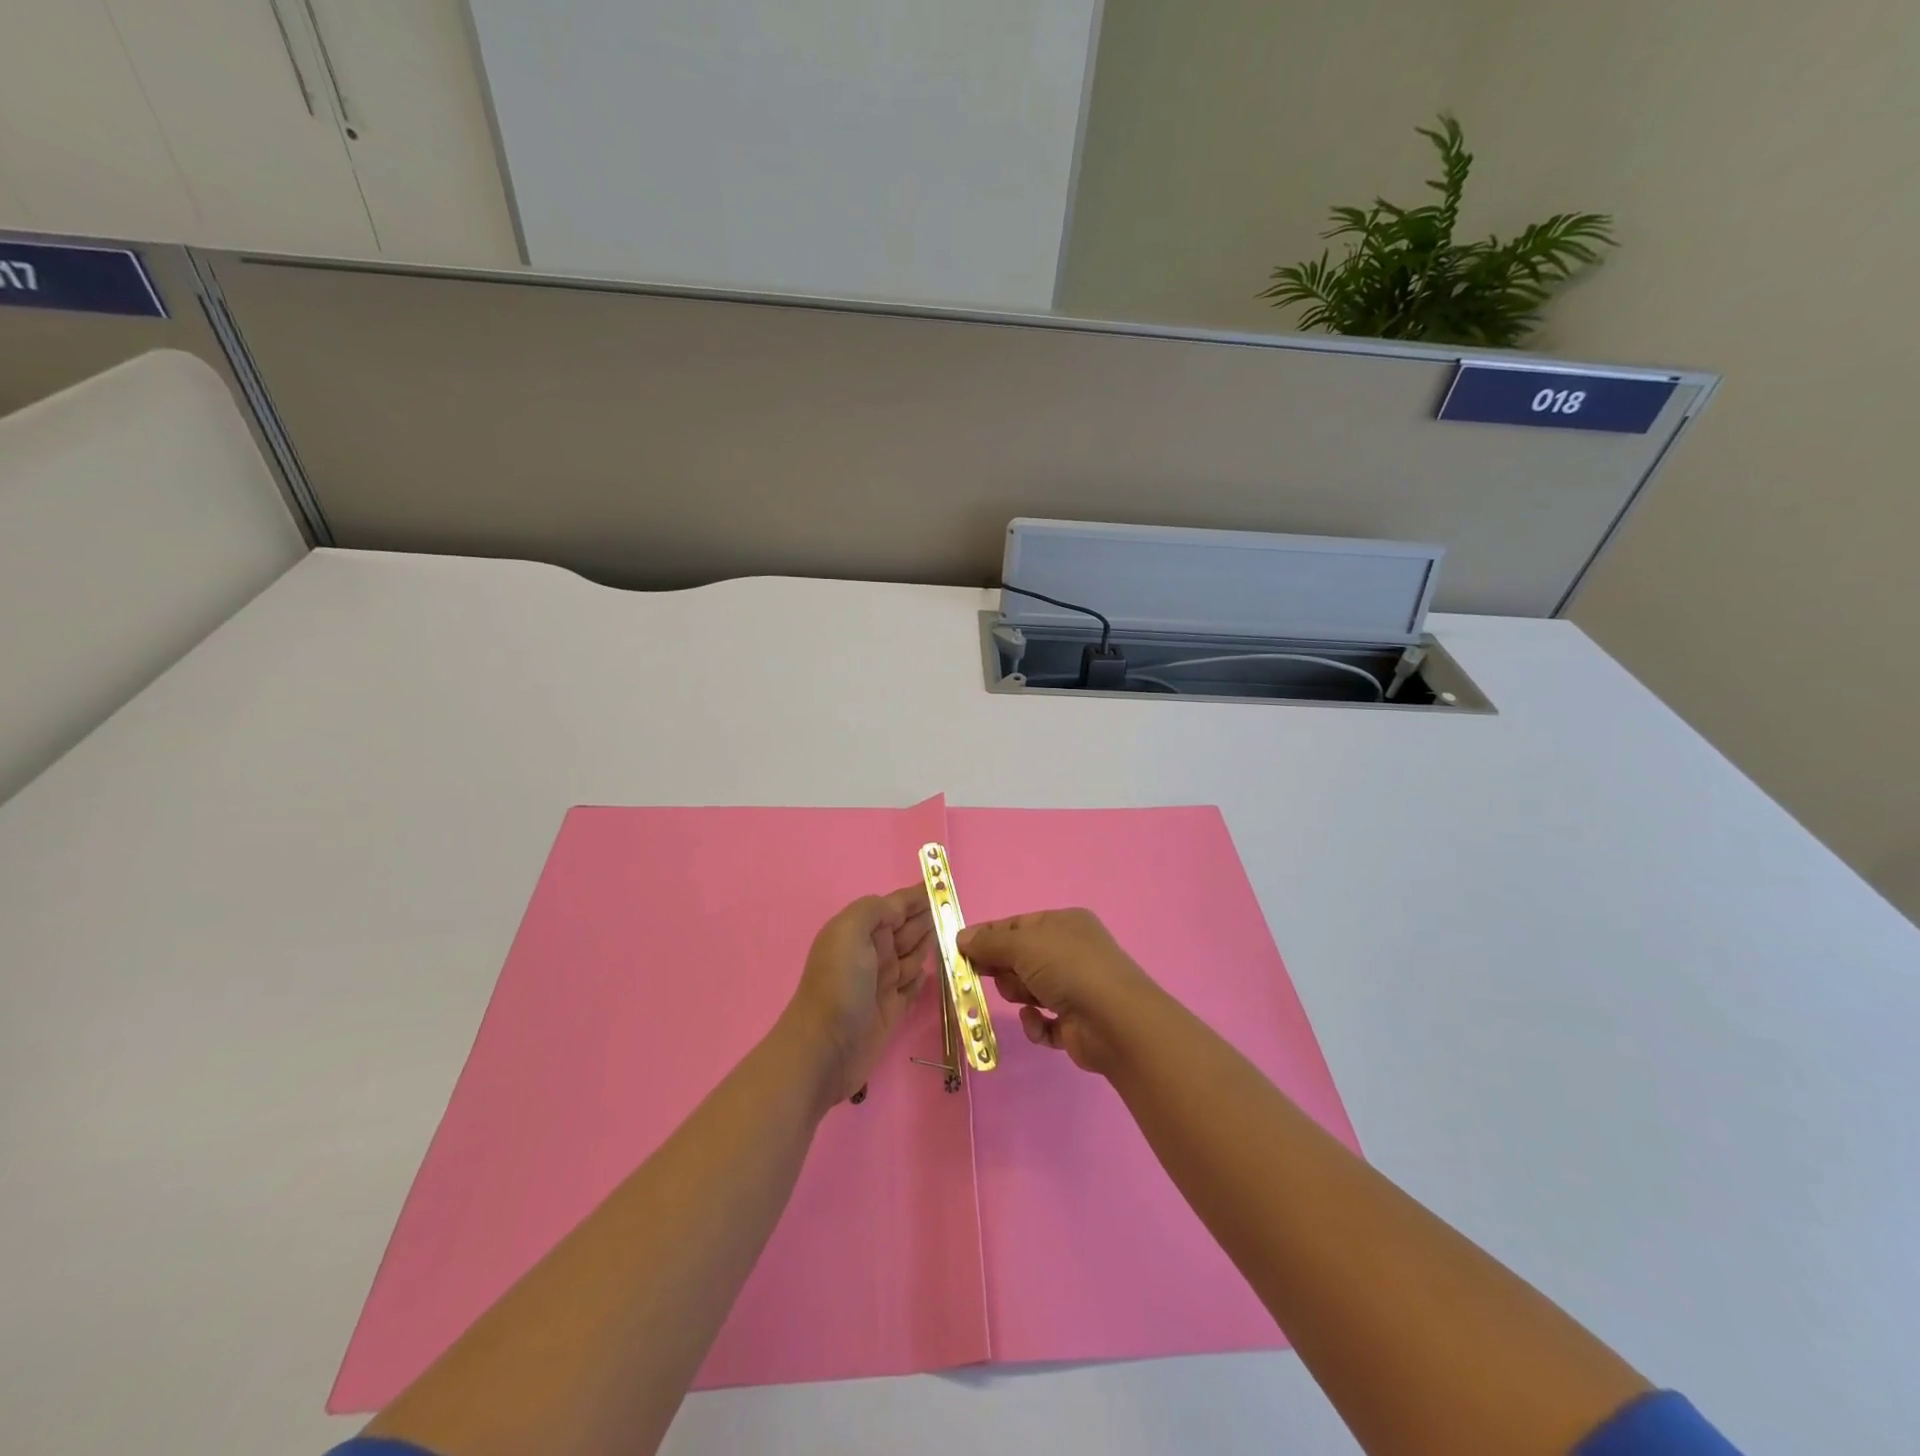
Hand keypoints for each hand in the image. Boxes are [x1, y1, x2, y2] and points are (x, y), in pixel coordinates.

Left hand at [783, 886, 934, 1107]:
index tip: (943, 885)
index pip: (895, 905)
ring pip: (913, 955)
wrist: (824, 1049)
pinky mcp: (892, 1011)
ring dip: (930, 944)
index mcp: (861, 930)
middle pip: (907, 928)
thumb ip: (875, 910)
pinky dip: (923, 978)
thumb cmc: (838, 984)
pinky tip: (934, 970)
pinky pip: (913, 988)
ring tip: (953, 934)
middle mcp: (872, 953)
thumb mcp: (849, 931)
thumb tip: (899, 909)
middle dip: (928, 917)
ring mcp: (882, 982)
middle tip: (955, 909)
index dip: (917, 895)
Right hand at [958, 909, 1158, 1076]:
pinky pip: (1043, 1022)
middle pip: (1021, 958)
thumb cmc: (1068, 968)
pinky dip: (1035, 1023)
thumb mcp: (1023, 945)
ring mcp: (1076, 988)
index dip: (989, 936)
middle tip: (986, 976)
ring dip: (1019, 994)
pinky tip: (1037, 1021)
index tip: (961, 950)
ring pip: (1029, 989)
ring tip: (1024, 999)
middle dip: (1004, 969)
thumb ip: (989, 942)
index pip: (1018, 925)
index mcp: (1064, 924)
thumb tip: (960, 938)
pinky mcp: (1076, 1024)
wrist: (1115, 1021)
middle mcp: (1072, 952)